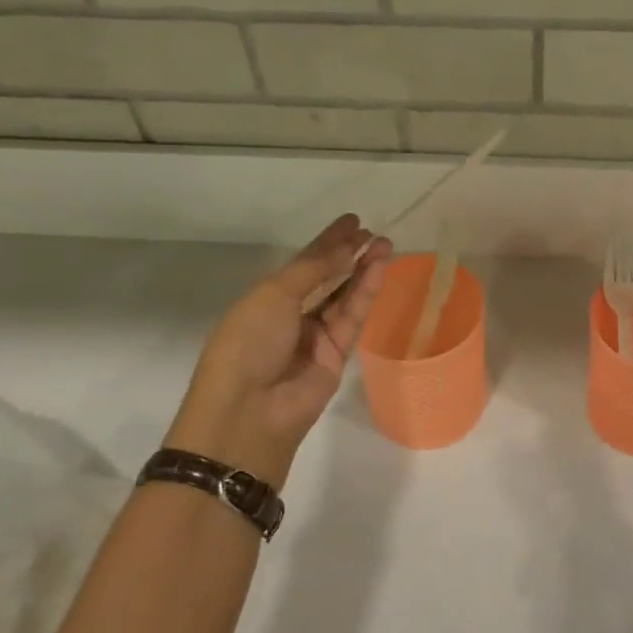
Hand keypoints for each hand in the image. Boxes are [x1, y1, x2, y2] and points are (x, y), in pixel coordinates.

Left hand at [163, 215, 392, 489]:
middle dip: (349, 255)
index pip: (303, 264)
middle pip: (327, 279)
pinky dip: (366, 293)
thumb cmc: (247, 344)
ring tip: (385, 245)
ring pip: (345, 297)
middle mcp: (291, 315)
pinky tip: (378, 270)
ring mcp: (316, 337)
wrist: (249, 411)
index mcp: (266, 299)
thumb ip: (312, 270)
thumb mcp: (272, 296)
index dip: (327, 242)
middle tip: (373, 234)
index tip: (352, 221)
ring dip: (364, 271)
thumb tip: (345, 248)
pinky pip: (353, 318)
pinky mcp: (338, 356)